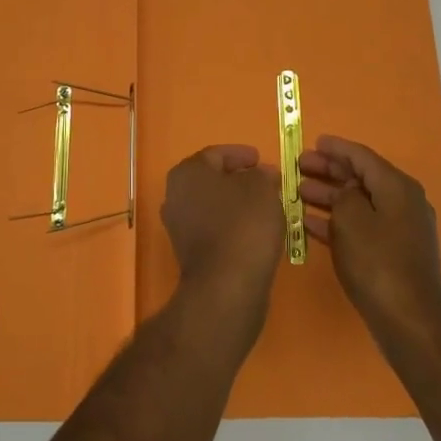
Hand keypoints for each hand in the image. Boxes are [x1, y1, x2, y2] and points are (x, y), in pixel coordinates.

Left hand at [160, 145, 285, 335]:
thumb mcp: (262, 188)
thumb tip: (262, 174)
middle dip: (238, 179)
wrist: (226, 286)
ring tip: (265, 206)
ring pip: (212, 205)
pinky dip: (232, 225)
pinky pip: (213, 229)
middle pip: (211, 180)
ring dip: (236, 204)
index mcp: (187, 172)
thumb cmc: (243, 225)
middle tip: (265, 182)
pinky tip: (254, 231)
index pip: (216, 154)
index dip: (240, 155)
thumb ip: (262, 175)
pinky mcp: (189, 253)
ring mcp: (179, 227)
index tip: (261, 159)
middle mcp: (175, 196)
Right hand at [298, 135, 440, 345]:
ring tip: (297, 192)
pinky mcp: (391, 254)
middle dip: (329, 171)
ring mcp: (398, 230)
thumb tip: (345, 192)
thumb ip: (343, 196)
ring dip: (328, 196)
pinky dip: (336, 222)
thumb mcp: (352, 220)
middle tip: (299, 166)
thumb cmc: (378, 264)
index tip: (313, 142)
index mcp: (397, 187)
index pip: (362, 156)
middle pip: (360, 178)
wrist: (410, 322)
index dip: (336, 148)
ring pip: (358, 203)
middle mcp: (402, 203)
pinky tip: (309, 223)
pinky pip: (360, 226)